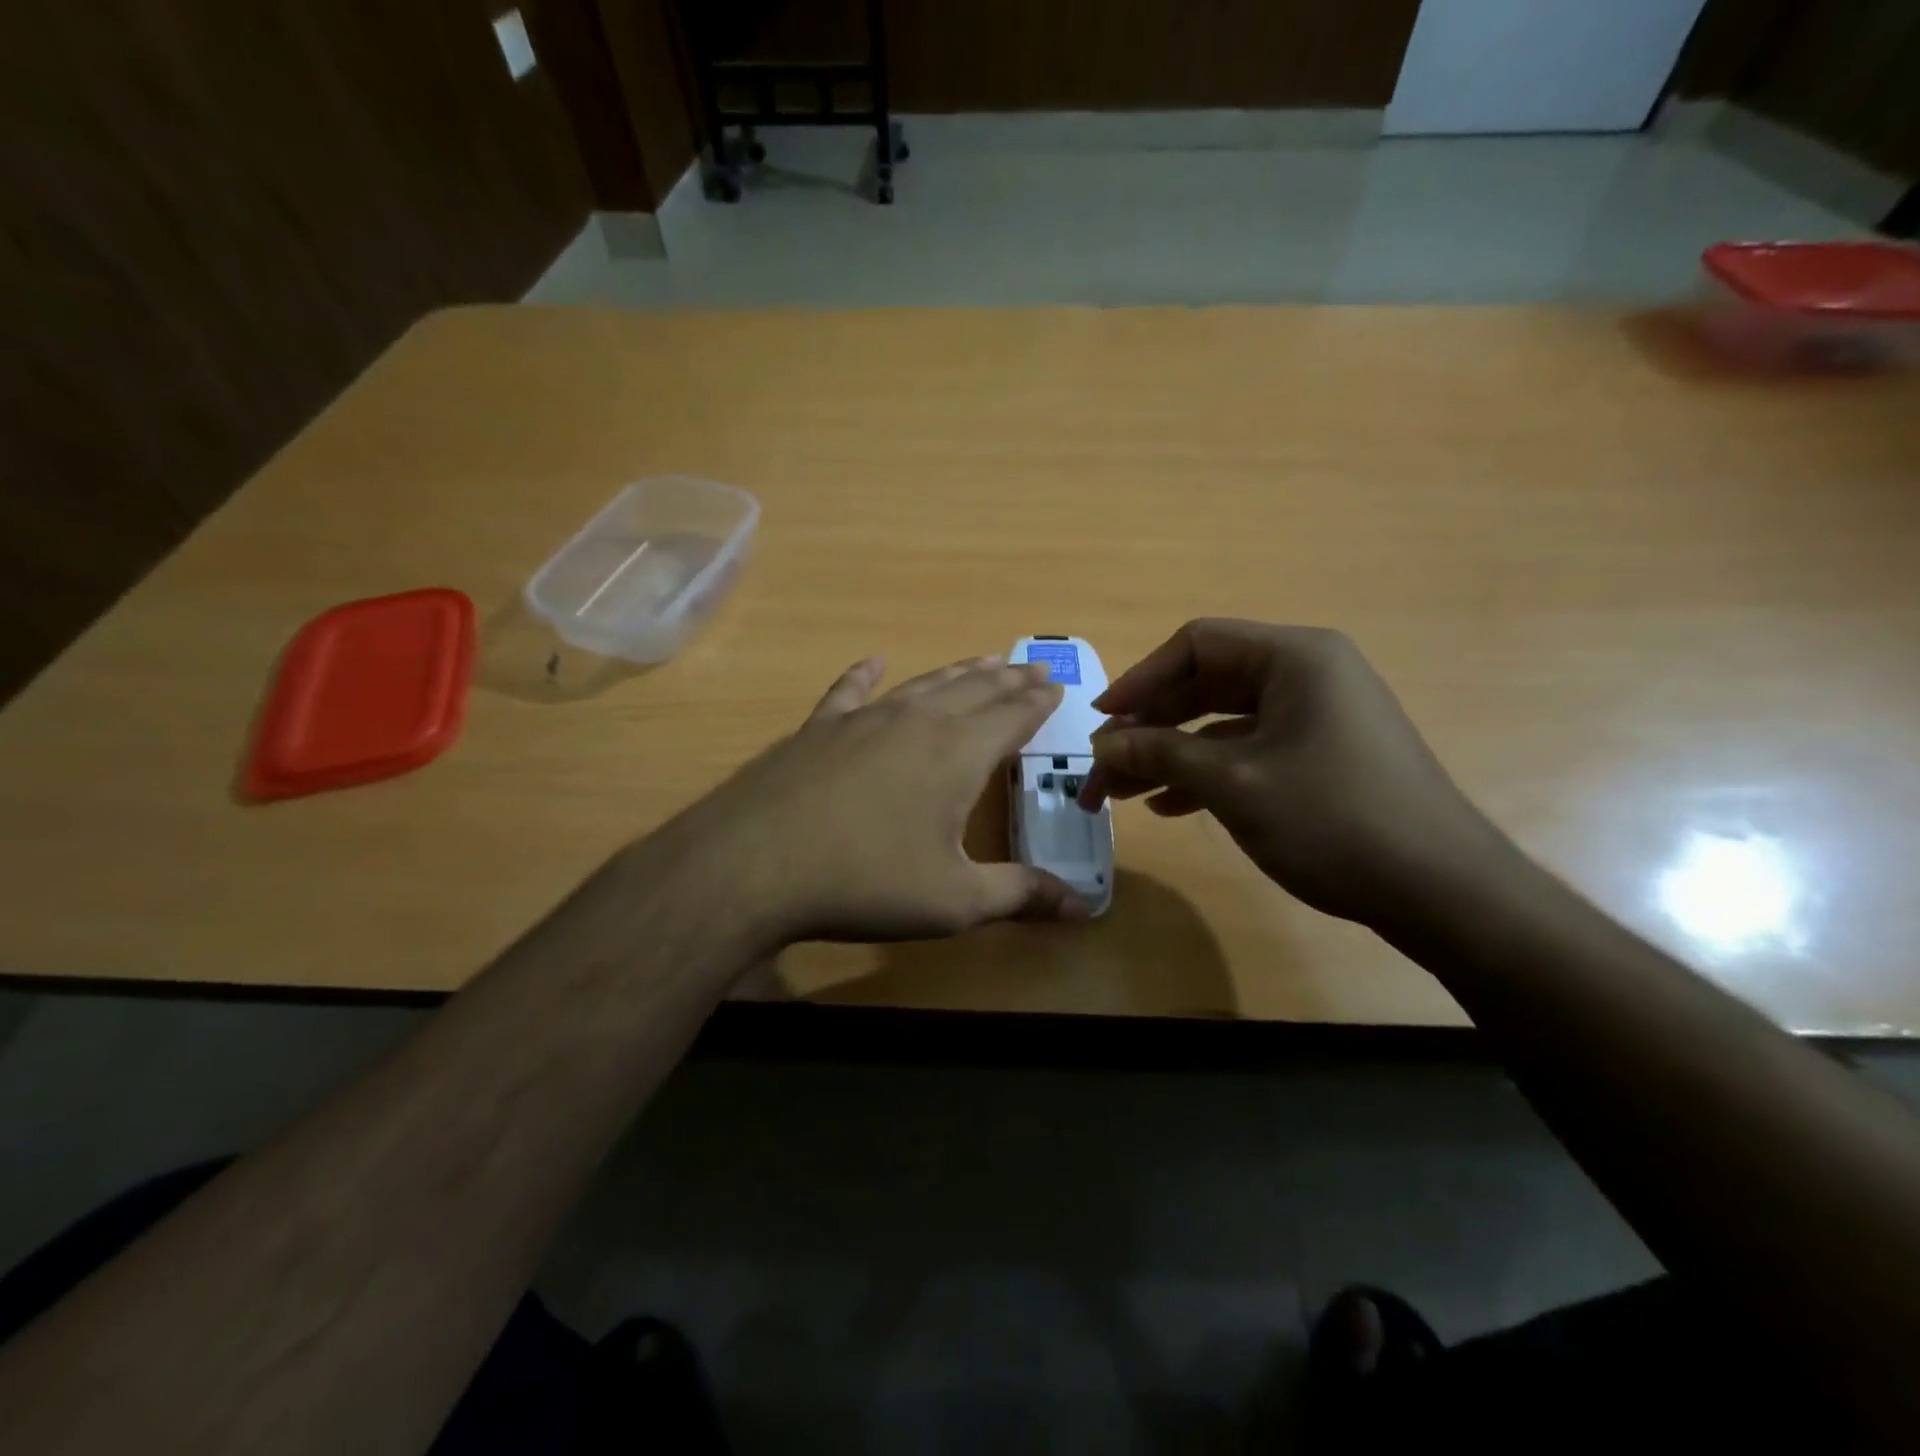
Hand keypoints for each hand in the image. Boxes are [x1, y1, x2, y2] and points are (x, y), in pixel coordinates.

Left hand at [659, 655, 1090, 946]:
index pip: (1012, 718)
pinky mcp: (819, 728)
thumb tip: (1083, 906)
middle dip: (1008, 679)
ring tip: (982, 660)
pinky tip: (872, 662)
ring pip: (924, 684)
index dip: (1038, 704)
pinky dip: (865, 675)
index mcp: (958, 754)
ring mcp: (863, 719)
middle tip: (1032, 666)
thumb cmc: (867, 882)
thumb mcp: (954, 901)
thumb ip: (1019, 895)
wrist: (756, 863)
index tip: (1056, 687)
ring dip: (958, 671)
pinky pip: (849, 691)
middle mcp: (917, 722)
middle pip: (975, 690)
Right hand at [1078, 620, 1501, 925]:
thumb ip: (1160, 755)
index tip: (1101, 722)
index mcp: (1294, 657)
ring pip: (1223, 722)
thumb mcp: (1233, 784)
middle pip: (1206, 683)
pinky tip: (1170, 806)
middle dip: (1150, 727)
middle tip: (1105, 766)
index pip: (1195, 645)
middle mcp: (1308, 673)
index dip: (1140, 680)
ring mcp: (1319, 715)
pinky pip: (1250, 749)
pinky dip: (1207, 773)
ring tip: (1124, 794)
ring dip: (1171, 754)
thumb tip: (1101, 745)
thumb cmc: (1332, 820)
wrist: (1441, 891)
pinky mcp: (1323, 754)